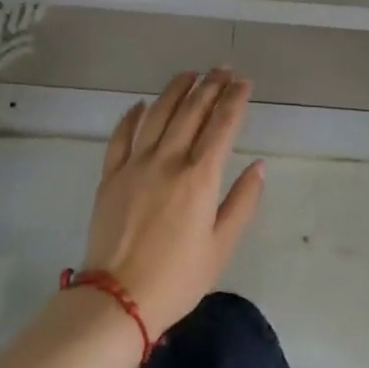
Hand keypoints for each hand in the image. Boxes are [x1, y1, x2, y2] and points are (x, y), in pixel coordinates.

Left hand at [81, 69, 266, 336]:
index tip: (244, 82)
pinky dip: (132, 116)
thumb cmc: (178, 278)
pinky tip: (141, 104)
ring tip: (190, 74)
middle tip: (222, 69)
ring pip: (157, 114)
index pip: (222, 125)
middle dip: (210, 86)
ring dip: (175, 90)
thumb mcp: (222, 246)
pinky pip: (121, 136)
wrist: (118, 299)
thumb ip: (242, 202)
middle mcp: (168, 160)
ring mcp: (135, 165)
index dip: (235, 99)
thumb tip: (258, 166)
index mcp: (199, 178)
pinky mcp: (110, 176)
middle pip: (191, 111)